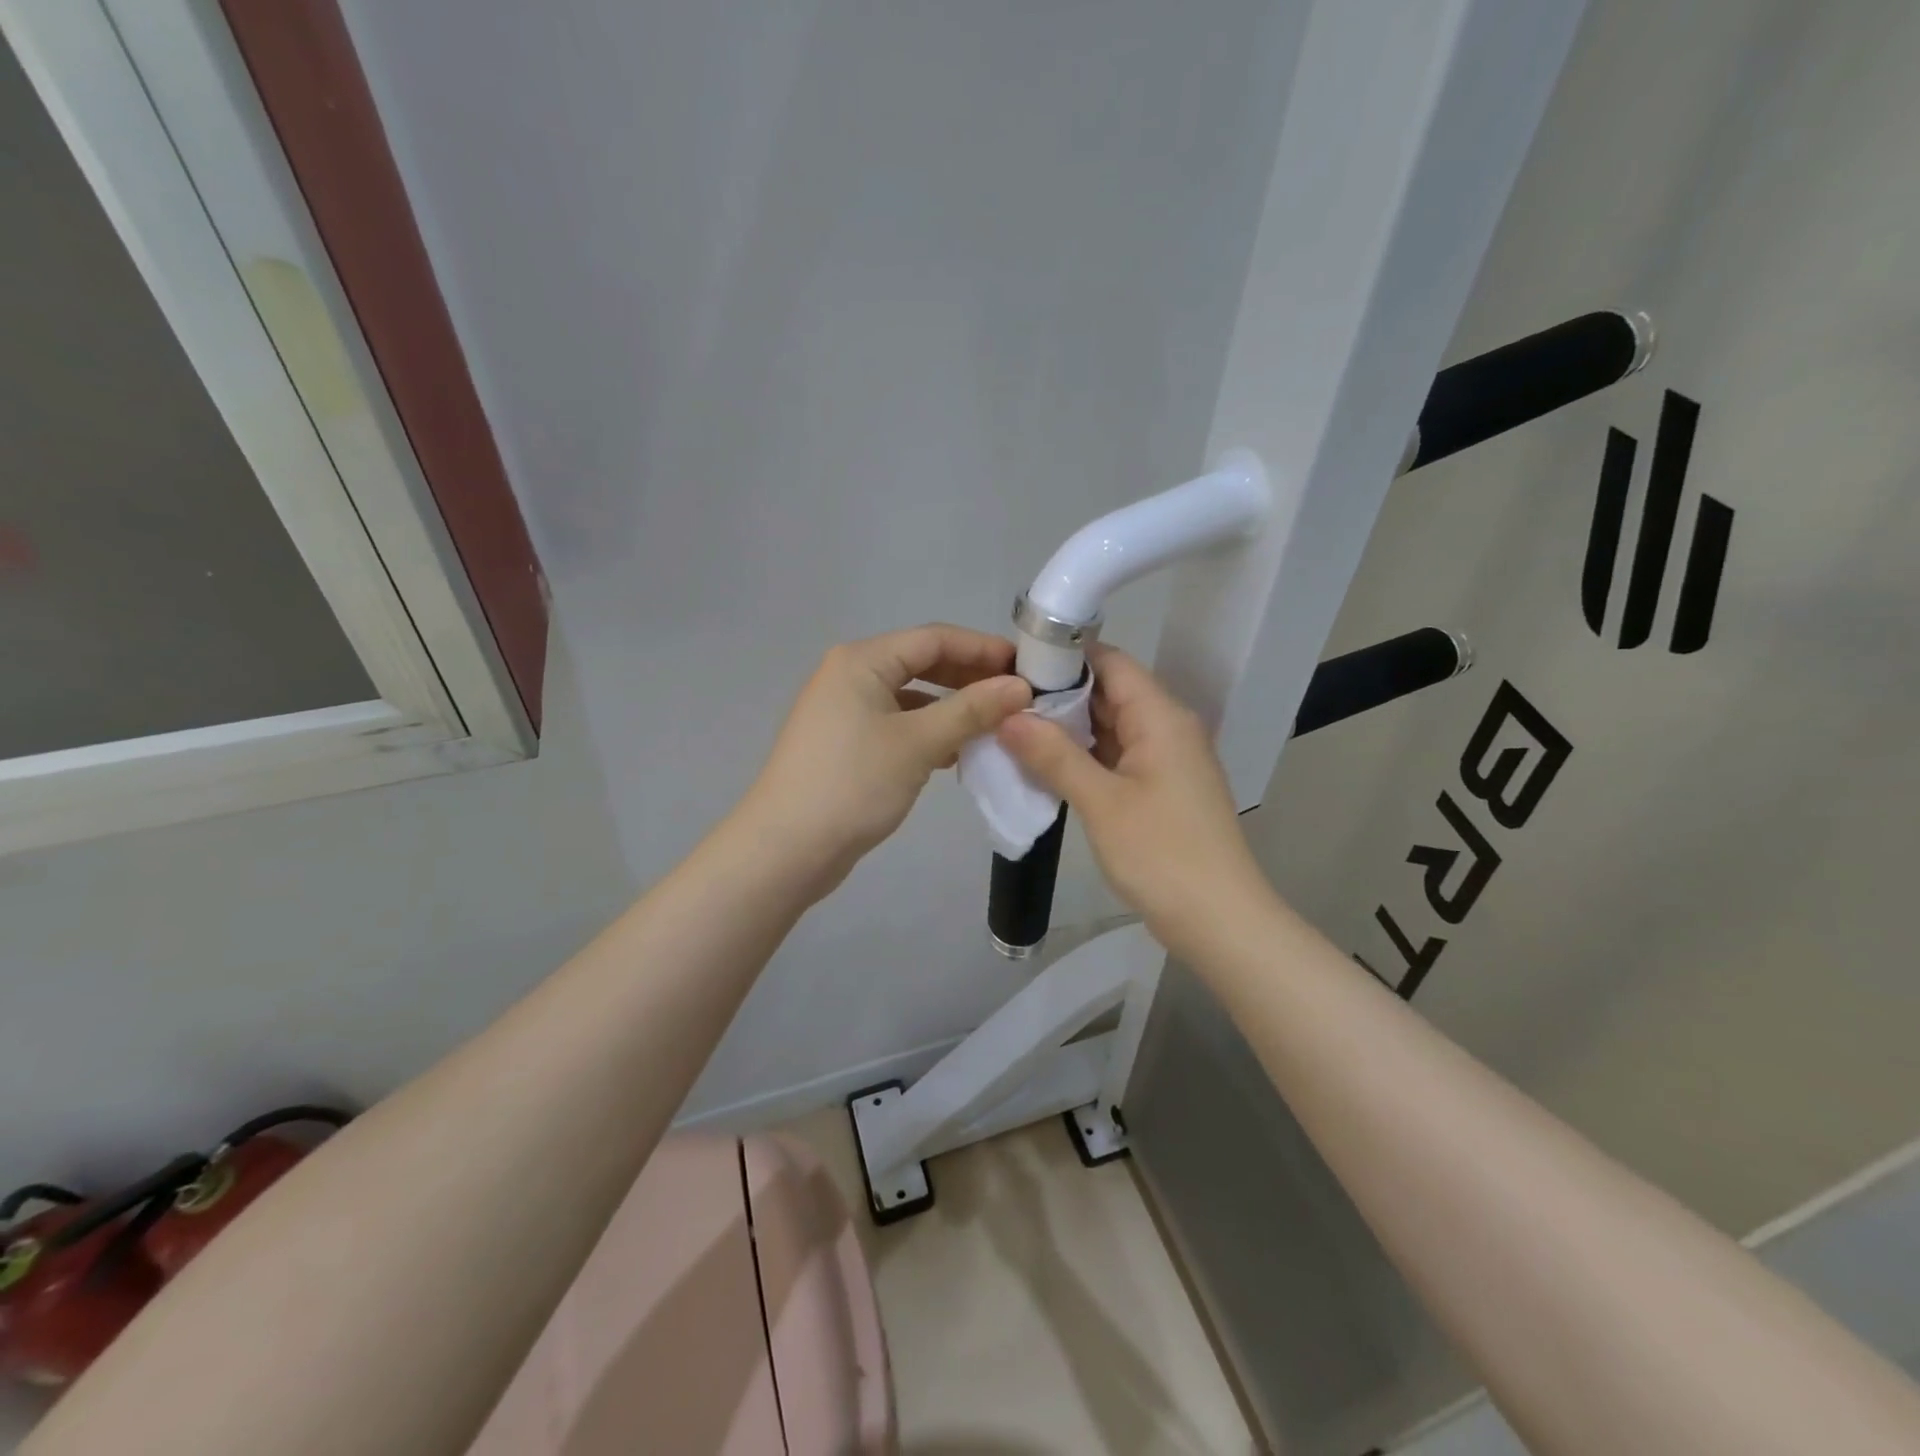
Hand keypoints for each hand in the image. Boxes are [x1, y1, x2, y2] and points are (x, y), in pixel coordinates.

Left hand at [741, 624, 1031, 893]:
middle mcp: (850, 676)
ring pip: (912, 697)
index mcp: (862, 660)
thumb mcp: (918, 743)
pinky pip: (898, 725)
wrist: (785, 849)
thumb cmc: (853, 784)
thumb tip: (1021, 687)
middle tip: (1017, 696)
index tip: (1027, 668)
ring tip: (997, 724)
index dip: (983, 649)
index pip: (934, 639)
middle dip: (970, 678)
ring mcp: (845, 711)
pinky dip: (930, 732)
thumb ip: (971, 710)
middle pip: (922, 663)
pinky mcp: (847, 744)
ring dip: (953, 708)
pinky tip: (959, 752)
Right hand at [998, 643, 1271, 953]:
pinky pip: (1117, 757)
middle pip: (1109, 692)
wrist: (1220, 921)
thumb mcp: (1101, 802)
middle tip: (1001, 701)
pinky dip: (1084, 757)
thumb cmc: (1162, 854)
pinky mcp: (1161, 789)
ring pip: (1111, 727)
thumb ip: (1054, 755)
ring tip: (1012, 729)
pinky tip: (1045, 765)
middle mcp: (1168, 728)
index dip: (1064, 656)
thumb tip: (1008, 716)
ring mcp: (1166, 760)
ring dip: (1068, 729)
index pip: (1110, 662)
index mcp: (1160, 717)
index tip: (1013, 664)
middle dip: (1058, 695)